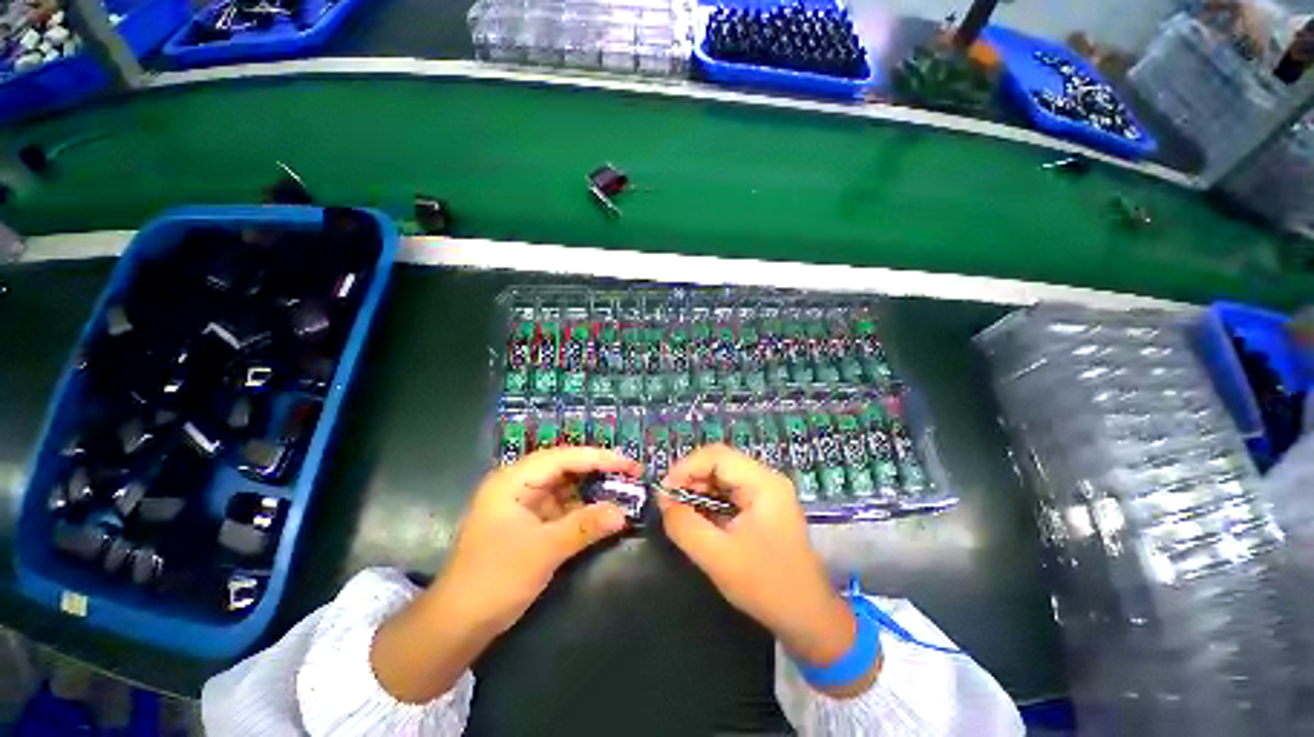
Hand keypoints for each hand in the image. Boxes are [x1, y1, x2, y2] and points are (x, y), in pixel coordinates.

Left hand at [372, 447, 638, 702]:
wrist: (457, 624)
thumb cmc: (495, 579)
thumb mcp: (543, 550)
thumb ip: (585, 526)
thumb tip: (624, 512)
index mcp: (514, 480)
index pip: (563, 457)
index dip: (599, 458)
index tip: (629, 464)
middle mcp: (519, 485)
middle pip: (566, 468)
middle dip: (598, 470)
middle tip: (631, 474)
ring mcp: (525, 504)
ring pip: (567, 487)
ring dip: (593, 490)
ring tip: (624, 489)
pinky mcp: (530, 522)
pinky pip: (563, 507)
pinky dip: (583, 509)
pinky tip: (604, 511)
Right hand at [658, 445, 876, 695]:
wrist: (808, 619)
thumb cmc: (766, 586)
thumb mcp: (717, 556)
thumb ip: (684, 525)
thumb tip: (663, 499)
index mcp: (763, 483)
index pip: (717, 455)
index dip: (686, 467)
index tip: (664, 491)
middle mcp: (766, 480)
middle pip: (719, 463)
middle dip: (690, 479)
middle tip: (669, 503)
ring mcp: (766, 493)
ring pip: (722, 477)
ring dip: (698, 490)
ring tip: (680, 512)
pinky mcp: (762, 507)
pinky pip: (729, 493)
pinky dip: (709, 502)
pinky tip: (698, 518)